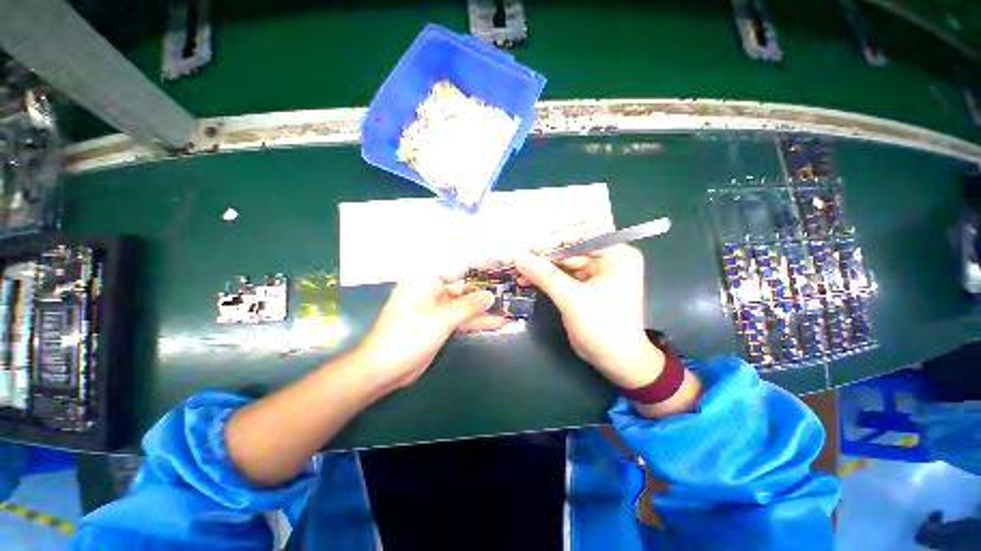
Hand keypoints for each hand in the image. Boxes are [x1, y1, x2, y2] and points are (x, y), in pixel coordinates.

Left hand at [355, 271, 507, 388]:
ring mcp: (437, 310)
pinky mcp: (441, 326)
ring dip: (485, 308)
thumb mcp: (441, 318)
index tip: (499, 266)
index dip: (479, 267)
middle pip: (464, 288)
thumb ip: (468, 306)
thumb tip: (490, 295)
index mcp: (426, 282)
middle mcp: (432, 292)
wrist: (385, 370)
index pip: (457, 269)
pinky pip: (462, 319)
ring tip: (509, 307)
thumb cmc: (408, 336)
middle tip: (510, 290)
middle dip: (485, 291)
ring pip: (465, 305)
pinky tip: (497, 322)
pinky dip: (477, 321)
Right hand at [514, 240, 663, 388]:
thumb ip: (545, 275)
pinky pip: (561, 275)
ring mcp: (595, 272)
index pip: (584, 235)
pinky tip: (526, 280)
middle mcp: (608, 259)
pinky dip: (545, 278)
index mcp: (617, 255)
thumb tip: (519, 256)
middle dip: (545, 256)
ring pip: (563, 262)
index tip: (532, 250)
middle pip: (571, 248)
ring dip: (541, 267)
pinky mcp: (584, 286)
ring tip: (518, 271)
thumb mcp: (572, 299)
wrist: (616, 361)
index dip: (556, 240)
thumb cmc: (602, 327)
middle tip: (520, 260)